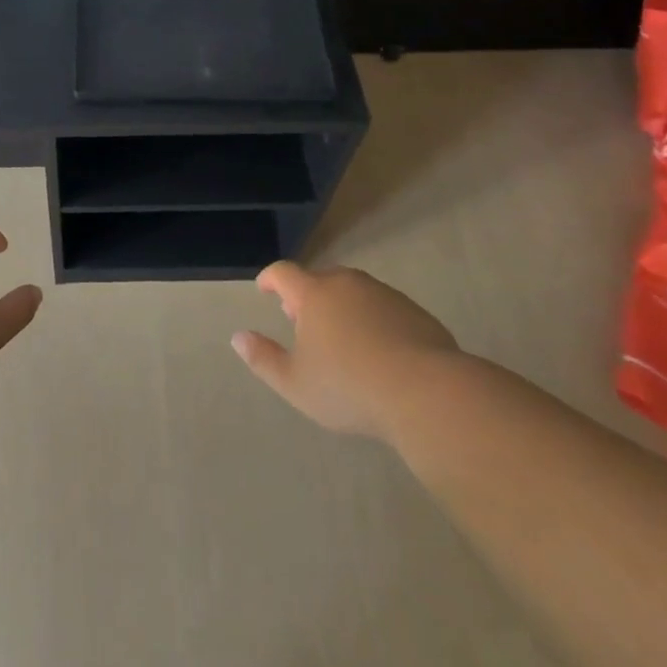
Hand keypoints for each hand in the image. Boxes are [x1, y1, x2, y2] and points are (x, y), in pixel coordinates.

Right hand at [233, 261, 460, 439]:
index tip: (265, 290)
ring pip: (354, 292)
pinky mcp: (416, 312)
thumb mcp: (295, 383)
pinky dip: (373, 320)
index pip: (283, 273)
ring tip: (342, 339)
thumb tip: (238, 337)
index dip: (270, 279)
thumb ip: (263, 359)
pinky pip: (384, 308)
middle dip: (307, 296)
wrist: (427, 393)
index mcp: (314, 294)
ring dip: (342, 307)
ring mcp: (385, 295)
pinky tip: (379, 352)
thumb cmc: (349, 386)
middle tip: (302, 322)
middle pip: (320, 279)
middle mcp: (348, 284)